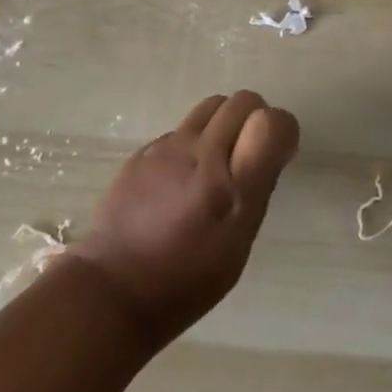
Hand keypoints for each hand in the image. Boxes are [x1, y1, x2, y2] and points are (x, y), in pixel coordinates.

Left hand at [68, 91, 298, 347]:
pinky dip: (194, 141)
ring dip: (225, 122)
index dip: (282, 129)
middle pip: (243, 101)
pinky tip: (182, 177)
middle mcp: (201, 157)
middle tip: (250, 152)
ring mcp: (168, 148)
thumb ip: (257, 192)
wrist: (109, 291)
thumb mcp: (237, 251)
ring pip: (212, 105)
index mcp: (231, 192)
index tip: (279, 152)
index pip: (270, 122)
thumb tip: (273, 149)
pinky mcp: (144, 149)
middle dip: (255, 118)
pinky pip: (182, 128)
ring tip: (218, 158)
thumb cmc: (183, 284)